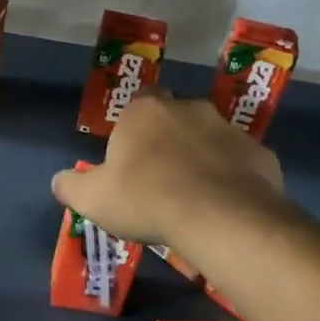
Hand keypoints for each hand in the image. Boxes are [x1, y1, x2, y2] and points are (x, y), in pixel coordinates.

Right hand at [52, 92, 285, 250]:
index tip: (130, 157)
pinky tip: (224, 206)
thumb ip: (70, 186)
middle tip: (161, 178)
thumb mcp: (92, 199)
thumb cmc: (146, 199)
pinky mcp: (261, 155)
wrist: (220, 218)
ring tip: (194, 196)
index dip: (133, 128)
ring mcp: (229, 130)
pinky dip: (233, 179)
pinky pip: (241, 164)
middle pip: (176, 118)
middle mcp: (189, 109)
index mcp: (145, 112)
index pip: (138, 102)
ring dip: (203, 158)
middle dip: (169, 140)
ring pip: (211, 139)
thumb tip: (59, 181)